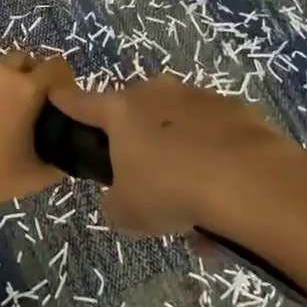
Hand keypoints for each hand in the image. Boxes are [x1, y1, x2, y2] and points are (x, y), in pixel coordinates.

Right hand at [45, 74, 297, 234]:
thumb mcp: (128, 212)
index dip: (66, 102)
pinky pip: (216, 135)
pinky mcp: (238, 111)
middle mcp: (157, 94)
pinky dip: (216, 158)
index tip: (56, 96)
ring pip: (180, 125)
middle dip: (137, 139)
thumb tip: (119, 200)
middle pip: (136, 112)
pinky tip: (227, 196)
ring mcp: (200, 98)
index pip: (81, 102)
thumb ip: (114, 203)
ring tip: (196, 202)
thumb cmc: (171, 190)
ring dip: (181, 152)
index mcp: (120, 111)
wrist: (250, 182)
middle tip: (147, 178)